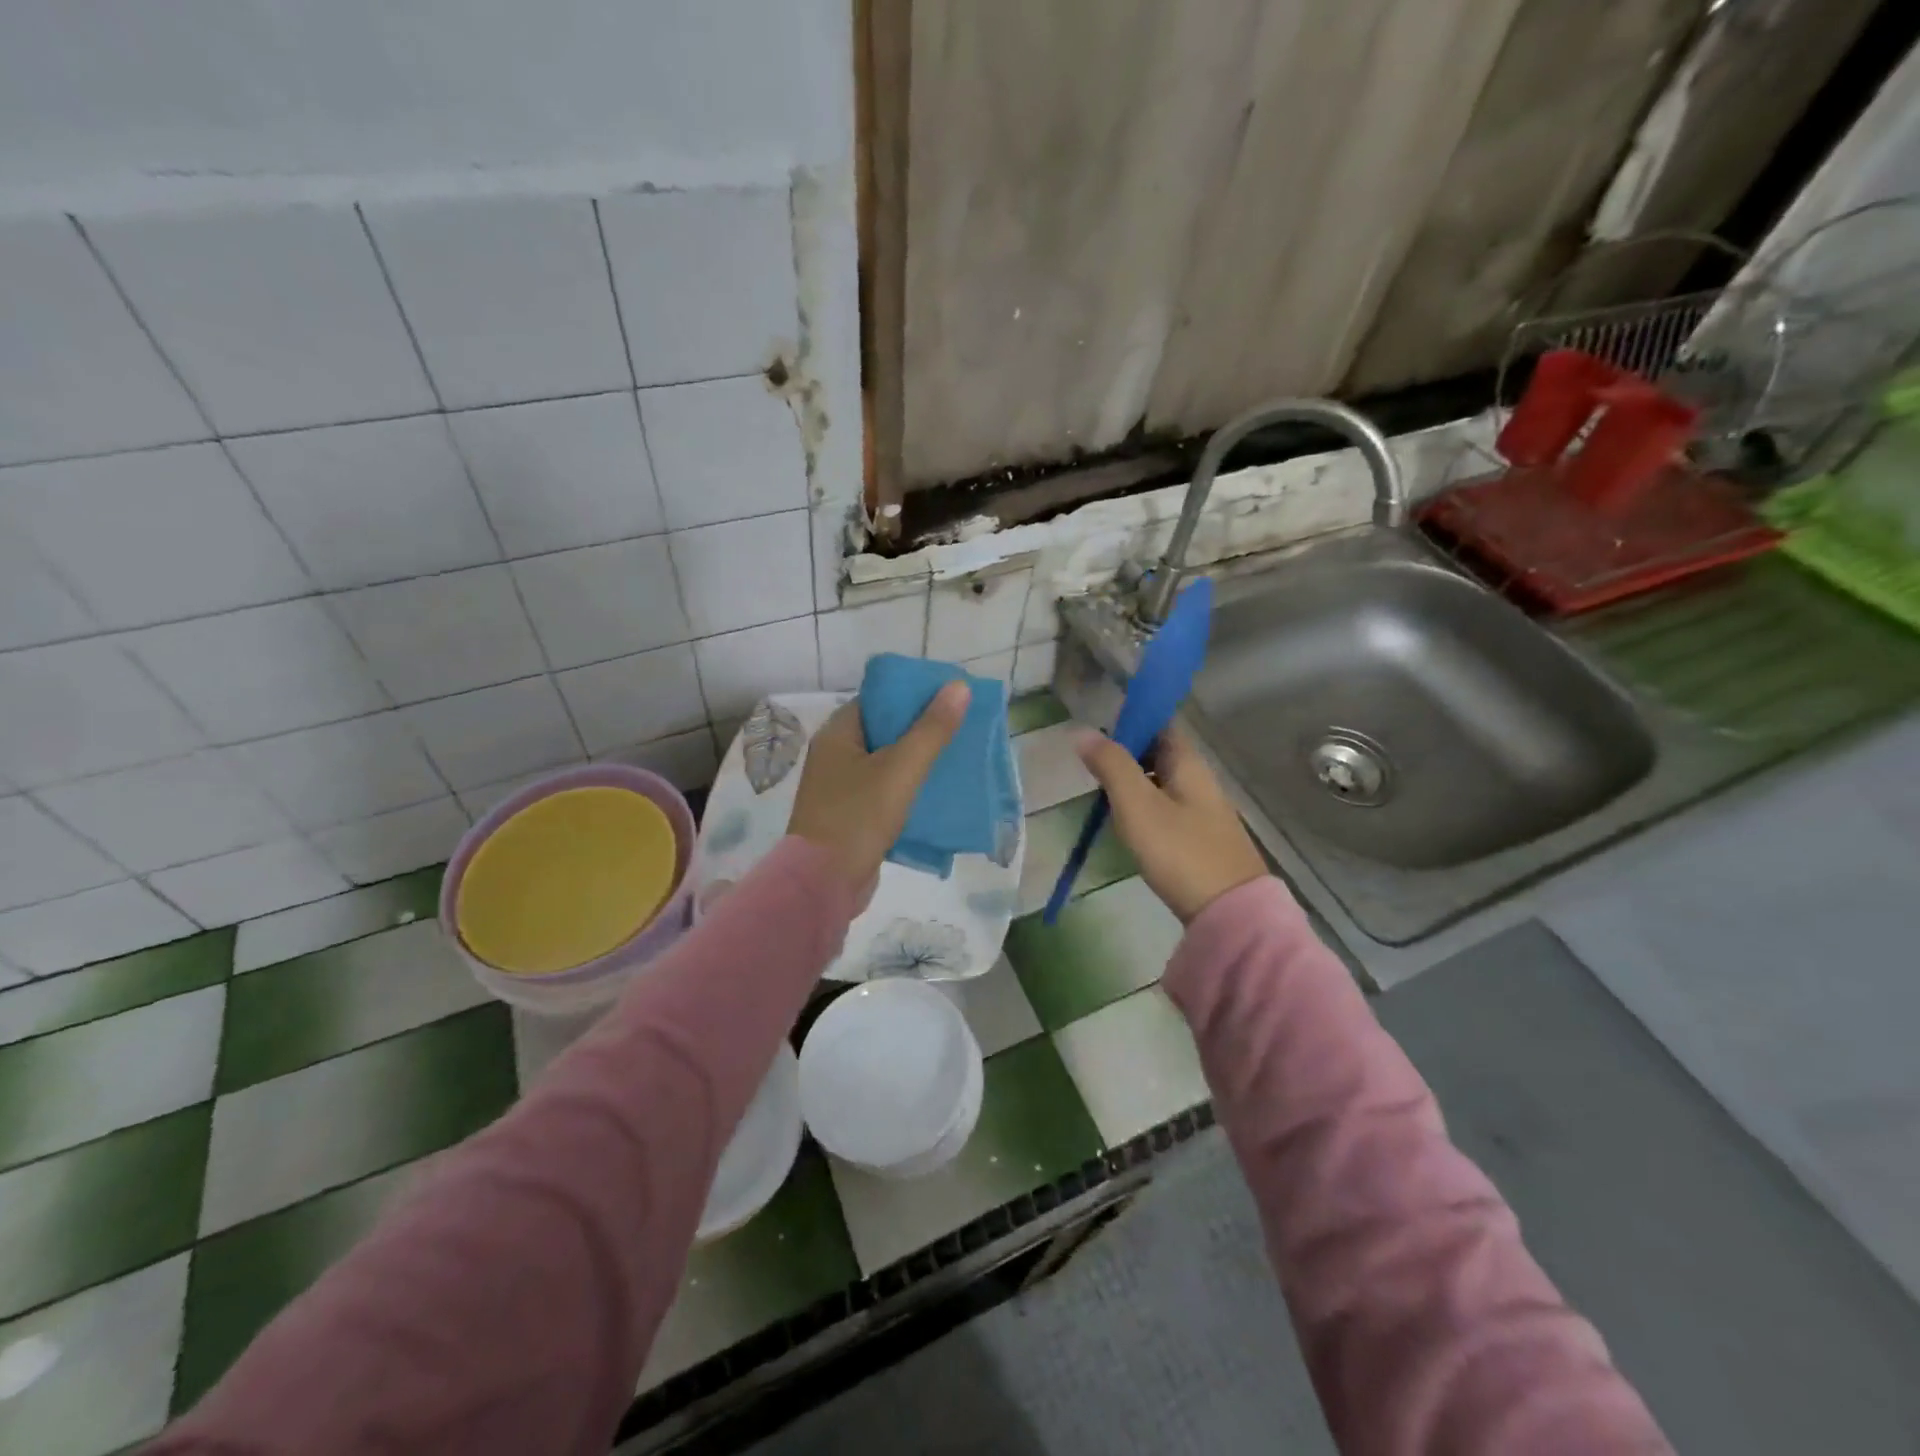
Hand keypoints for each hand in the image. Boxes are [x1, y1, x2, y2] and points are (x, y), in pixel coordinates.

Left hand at [788, 682, 969, 903]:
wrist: (823, 884)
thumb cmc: (858, 818)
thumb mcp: (900, 769)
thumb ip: (931, 730)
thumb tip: (959, 686)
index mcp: (838, 734)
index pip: (878, 700)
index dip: (913, 695)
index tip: (949, 697)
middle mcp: (835, 755)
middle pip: (884, 730)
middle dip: (921, 729)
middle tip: (960, 727)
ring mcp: (841, 787)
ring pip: (887, 762)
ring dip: (918, 760)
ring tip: (956, 756)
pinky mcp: (851, 815)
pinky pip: (884, 790)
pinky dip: (908, 787)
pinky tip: (937, 791)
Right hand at [1075, 725, 1268, 923]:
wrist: (1228, 911)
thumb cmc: (1179, 851)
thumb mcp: (1137, 805)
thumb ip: (1111, 766)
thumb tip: (1082, 732)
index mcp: (1188, 763)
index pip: (1160, 723)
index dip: (1130, 721)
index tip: (1097, 733)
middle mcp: (1200, 779)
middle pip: (1159, 752)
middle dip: (1126, 754)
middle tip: (1092, 768)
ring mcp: (1203, 809)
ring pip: (1161, 781)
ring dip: (1132, 782)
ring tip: (1102, 796)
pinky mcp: (1200, 836)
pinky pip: (1166, 807)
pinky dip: (1144, 806)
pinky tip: (1128, 824)